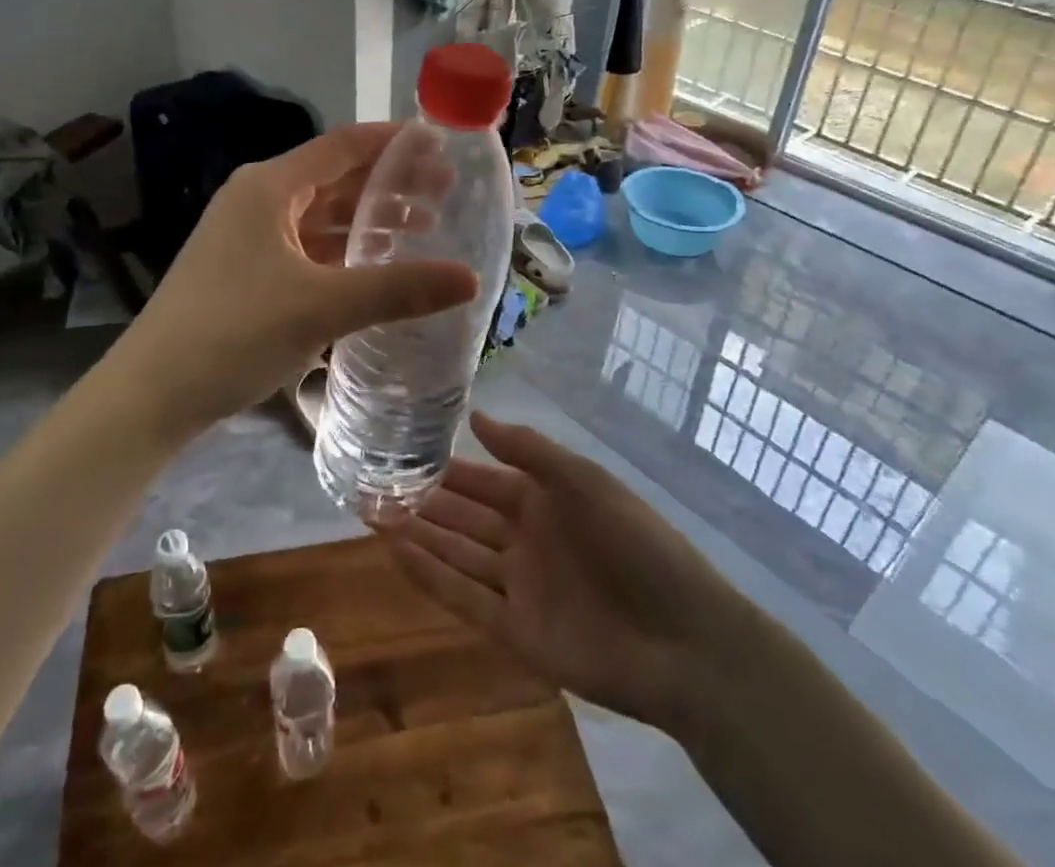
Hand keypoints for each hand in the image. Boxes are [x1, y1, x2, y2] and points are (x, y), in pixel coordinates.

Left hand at [110, 123, 477, 440]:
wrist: (151, 394)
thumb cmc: (235, 332)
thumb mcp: (323, 307)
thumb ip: (398, 289)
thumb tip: (470, 278)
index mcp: (269, 186)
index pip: (344, 145)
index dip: (395, 141)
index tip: (442, 146)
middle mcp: (257, 200)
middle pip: (335, 178)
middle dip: (390, 184)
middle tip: (446, 194)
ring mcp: (248, 237)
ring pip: (321, 216)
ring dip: (368, 220)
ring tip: (423, 229)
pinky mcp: (245, 271)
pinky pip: (306, 247)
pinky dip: (343, 251)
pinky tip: (375, 269)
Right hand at [384, 412, 726, 728]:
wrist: (684, 638)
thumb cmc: (635, 542)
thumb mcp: (582, 480)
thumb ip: (527, 450)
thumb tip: (475, 416)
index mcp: (543, 501)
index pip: (482, 480)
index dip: (445, 469)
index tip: (401, 452)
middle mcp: (525, 540)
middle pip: (462, 517)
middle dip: (420, 502)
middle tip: (370, 485)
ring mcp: (519, 587)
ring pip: (456, 554)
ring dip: (417, 535)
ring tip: (370, 514)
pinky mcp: (516, 632)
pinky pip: (464, 598)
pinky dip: (430, 576)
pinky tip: (396, 553)